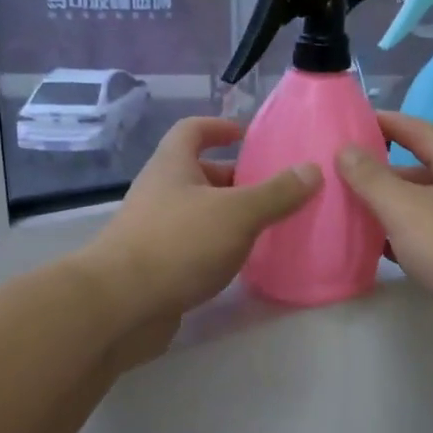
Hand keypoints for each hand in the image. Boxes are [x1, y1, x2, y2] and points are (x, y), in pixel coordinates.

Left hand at [82, 117, 319, 359]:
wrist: (120, 305)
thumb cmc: (179, 243)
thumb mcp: (237, 213)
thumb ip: (277, 193)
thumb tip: (312, 169)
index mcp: (172, 165)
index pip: (192, 130)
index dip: (218, 127)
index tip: (246, 135)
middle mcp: (159, 191)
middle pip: (198, 173)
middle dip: (234, 178)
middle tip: (273, 189)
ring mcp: (153, 230)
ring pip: (197, 212)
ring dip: (228, 215)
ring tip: (267, 226)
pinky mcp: (155, 266)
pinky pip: (192, 245)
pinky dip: (216, 247)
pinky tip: (240, 262)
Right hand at [336, 112, 432, 346]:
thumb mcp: (405, 208)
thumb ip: (371, 179)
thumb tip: (346, 149)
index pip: (416, 129)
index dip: (384, 123)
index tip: (351, 122)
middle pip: (421, 169)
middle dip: (383, 173)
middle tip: (342, 177)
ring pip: (427, 206)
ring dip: (394, 209)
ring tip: (354, 214)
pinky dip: (409, 238)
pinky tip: (385, 251)